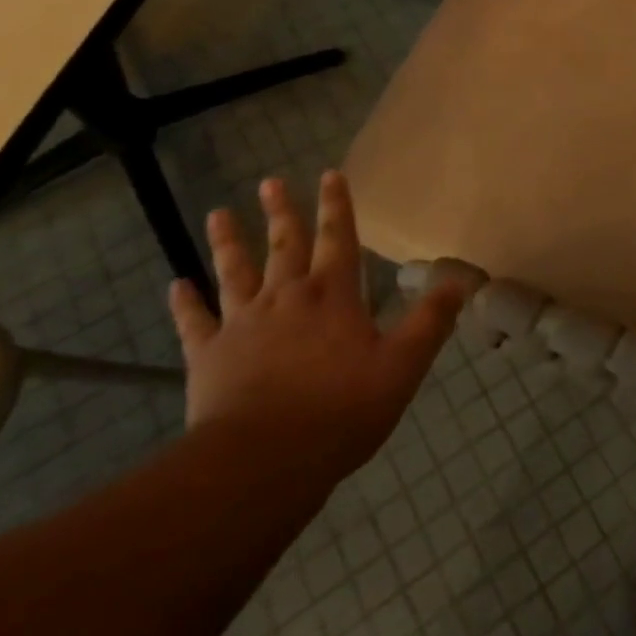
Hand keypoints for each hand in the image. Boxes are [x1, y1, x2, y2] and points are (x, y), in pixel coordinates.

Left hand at [168, 172, 464, 478]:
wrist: (264, 461)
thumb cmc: (340, 411)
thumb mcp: (402, 367)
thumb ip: (430, 322)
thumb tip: (459, 281)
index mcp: (332, 297)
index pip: (338, 238)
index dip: (337, 205)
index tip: (330, 174)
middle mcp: (286, 298)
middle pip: (284, 246)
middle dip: (281, 212)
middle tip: (270, 181)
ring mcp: (242, 324)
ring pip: (234, 272)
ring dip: (229, 242)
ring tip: (219, 213)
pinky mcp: (208, 356)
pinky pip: (194, 322)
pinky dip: (185, 303)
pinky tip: (176, 285)